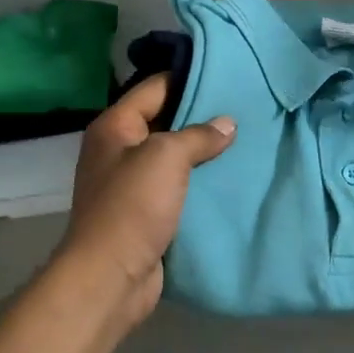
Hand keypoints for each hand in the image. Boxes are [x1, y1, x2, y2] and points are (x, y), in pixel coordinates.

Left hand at [55, 74, 235, 325]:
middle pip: (164, 120)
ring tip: (243, 139)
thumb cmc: (132, 207)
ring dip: (202, 151)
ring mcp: (130, 182)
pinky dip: (198, 180)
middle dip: (200, 116)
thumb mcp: (166, 157)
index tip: (226, 75)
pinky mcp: (145, 211)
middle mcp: (118, 149)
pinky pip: (176, 185)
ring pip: (172, 155)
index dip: (188, 78)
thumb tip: (227, 124)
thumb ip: (198, 135)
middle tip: (242, 107)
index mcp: (114, 127)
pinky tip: (229, 175)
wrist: (110, 277)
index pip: (154, 87)